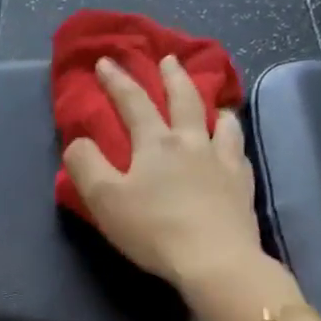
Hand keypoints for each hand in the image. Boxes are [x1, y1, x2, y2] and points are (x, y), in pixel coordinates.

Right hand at [63, 56, 263, 291]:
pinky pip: (239, 152)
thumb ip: (86, 165)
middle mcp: (192, 142)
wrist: (214, 260)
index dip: (116, 80)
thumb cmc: (153, 229)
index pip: (133, 102)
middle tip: (168, 60)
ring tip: (211, 104)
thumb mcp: (104, 199)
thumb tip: (78, 142)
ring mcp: (223, 161)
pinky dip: (232, 141)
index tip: (105, 62)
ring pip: (221, 121)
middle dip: (172, 76)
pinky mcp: (242, 185)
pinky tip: (231, 148)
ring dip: (212, 106)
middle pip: (184, 99)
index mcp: (155, 143)